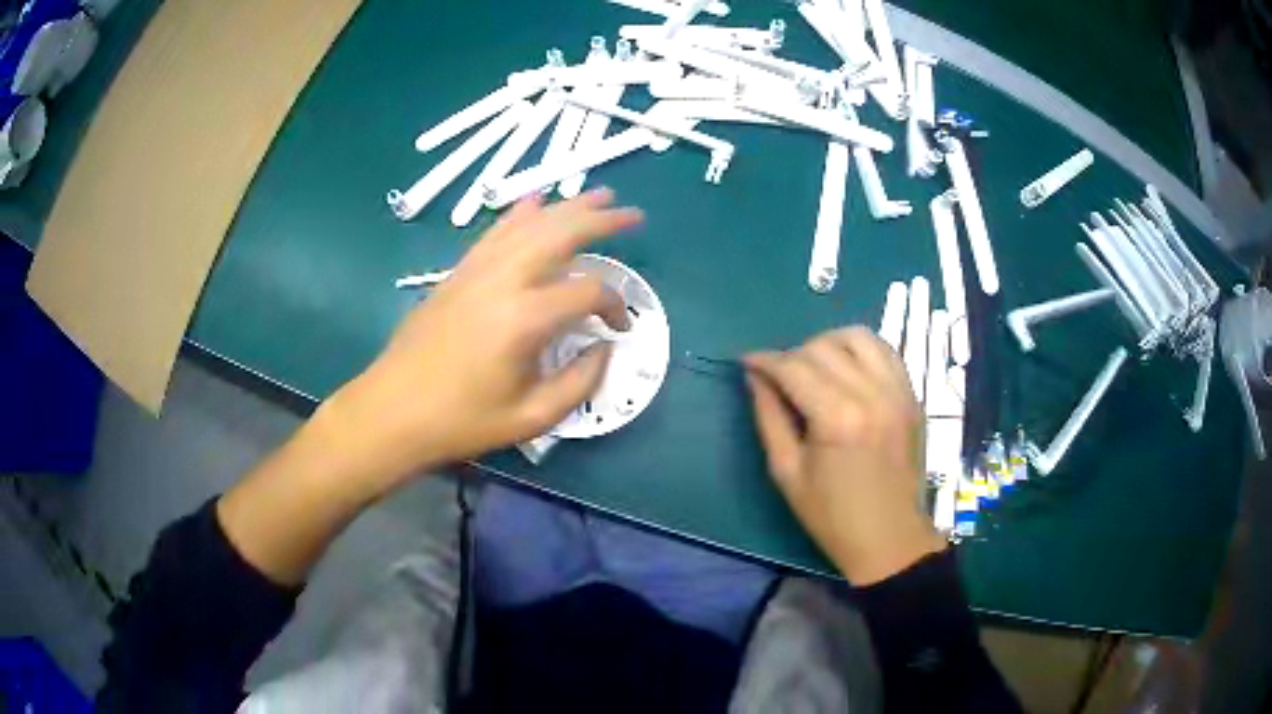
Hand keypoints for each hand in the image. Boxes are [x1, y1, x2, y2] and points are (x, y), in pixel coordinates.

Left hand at [317, 189, 642, 493]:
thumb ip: (580, 382)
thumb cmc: (462, 421)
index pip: (588, 291)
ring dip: (566, 206)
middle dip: (600, 220)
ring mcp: (476, 270)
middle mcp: (503, 280)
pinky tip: (535, 201)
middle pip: (560, 232)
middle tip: (632, 215)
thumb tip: (604, 348)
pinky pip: (495, 231)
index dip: (615, 305)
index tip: (620, 328)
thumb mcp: (532, 418)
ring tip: (598, 195)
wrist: (393, 411)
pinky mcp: (458, 272)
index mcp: (525, 319)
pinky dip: (520, 213)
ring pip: (529, 223)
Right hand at [744, 327, 945, 584]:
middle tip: (779, 376)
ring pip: (858, 337)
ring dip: (829, 343)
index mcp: (837, 419)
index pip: (795, 367)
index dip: (765, 360)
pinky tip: (847, 369)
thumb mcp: (786, 471)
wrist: (888, 536)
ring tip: (814, 365)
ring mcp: (898, 391)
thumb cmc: (831, 515)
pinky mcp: (912, 395)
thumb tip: (755, 376)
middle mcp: (872, 394)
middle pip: (823, 347)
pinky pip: (886, 351)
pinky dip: (861, 350)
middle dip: (792, 354)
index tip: (747, 361)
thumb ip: (769, 416)